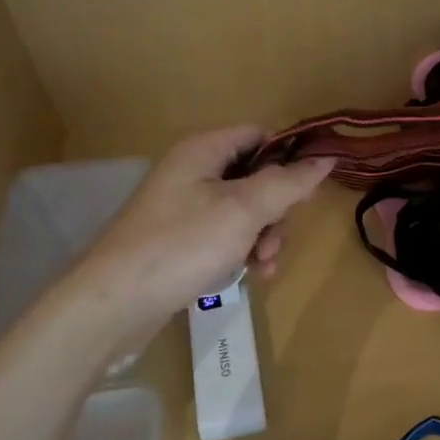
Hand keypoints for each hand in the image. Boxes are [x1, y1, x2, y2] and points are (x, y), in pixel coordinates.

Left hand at [71, 126, 334, 325]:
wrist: (114, 304)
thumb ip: (287, 183)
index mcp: (204, 150)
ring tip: (263, 267)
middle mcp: (193, 171)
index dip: (288, 157)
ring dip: (263, 236)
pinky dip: (242, 250)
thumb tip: (326, 159)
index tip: (308, 191)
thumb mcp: (243, 210)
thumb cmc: (181, 246)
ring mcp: (184, 207)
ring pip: (245, 210)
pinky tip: (248, 275)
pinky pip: (225, 234)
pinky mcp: (180, 239)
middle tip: (275, 242)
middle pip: (256, 176)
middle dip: (276, 210)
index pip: (259, 135)